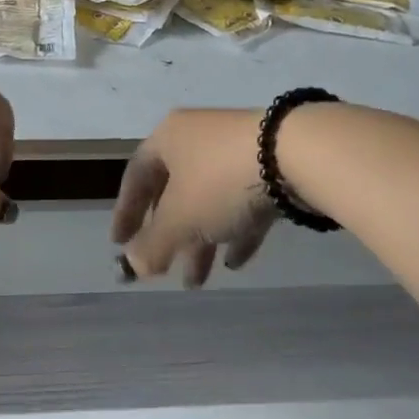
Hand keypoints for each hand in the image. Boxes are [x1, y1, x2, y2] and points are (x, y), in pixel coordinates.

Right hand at [111, 109, 273, 286]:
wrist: (298, 154)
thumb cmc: (221, 181)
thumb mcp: (180, 220)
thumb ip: (153, 245)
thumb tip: (132, 265)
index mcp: (168, 138)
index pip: (136, 177)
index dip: (126, 213)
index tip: (120, 245)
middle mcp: (198, 137)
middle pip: (174, 191)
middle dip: (169, 236)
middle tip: (163, 270)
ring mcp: (236, 149)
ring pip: (209, 200)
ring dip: (200, 240)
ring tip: (197, 281)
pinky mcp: (270, 164)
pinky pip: (242, 201)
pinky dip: (234, 230)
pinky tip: (235, 262)